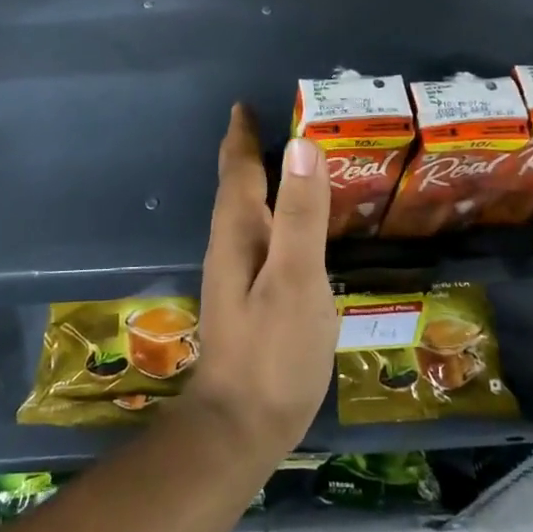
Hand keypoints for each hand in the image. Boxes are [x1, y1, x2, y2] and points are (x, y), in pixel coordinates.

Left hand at [186, 105, 339, 457]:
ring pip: (244, 212)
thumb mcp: (296, 277)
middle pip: (237, 187)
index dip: (243, 136)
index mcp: (238, 232)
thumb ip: (300, 214)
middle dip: (249, 153)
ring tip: (283, 164)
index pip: (238, 170)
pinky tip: (288, 227)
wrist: (241, 426)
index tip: (245, 105)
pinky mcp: (248, 299)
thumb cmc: (273, 350)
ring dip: (258, 182)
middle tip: (271, 124)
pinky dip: (270, 214)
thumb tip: (302, 145)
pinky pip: (258, 236)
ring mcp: (236, 275)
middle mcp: (230, 246)